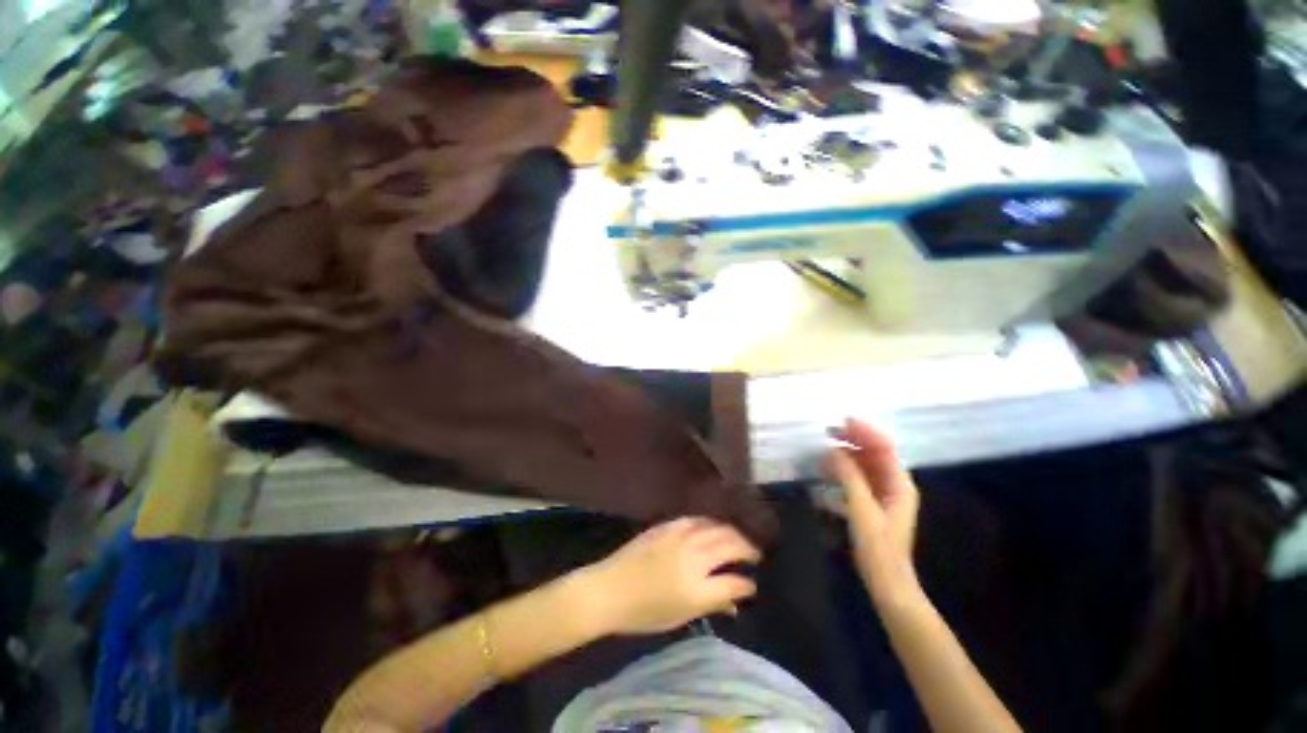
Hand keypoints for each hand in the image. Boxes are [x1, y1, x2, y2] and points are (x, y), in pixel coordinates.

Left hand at [579, 517, 760, 635]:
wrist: (609, 589)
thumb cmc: (643, 612)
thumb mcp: (680, 616)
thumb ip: (711, 604)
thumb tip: (735, 601)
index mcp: (697, 587)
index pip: (734, 581)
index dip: (747, 583)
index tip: (753, 584)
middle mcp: (693, 556)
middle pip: (730, 544)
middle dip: (747, 548)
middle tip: (754, 554)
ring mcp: (680, 536)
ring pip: (716, 526)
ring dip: (731, 532)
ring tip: (738, 538)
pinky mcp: (668, 525)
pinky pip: (696, 519)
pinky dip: (710, 523)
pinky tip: (712, 527)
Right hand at [824, 419, 922, 608]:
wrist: (887, 583)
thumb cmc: (878, 548)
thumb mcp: (862, 510)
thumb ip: (849, 478)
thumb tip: (833, 450)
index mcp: (899, 484)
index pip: (884, 448)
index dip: (865, 432)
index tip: (842, 421)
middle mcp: (894, 484)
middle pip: (874, 453)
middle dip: (853, 440)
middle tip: (828, 431)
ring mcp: (883, 494)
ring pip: (864, 464)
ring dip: (846, 455)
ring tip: (824, 450)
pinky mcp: (871, 503)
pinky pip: (857, 478)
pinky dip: (843, 470)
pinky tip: (827, 470)